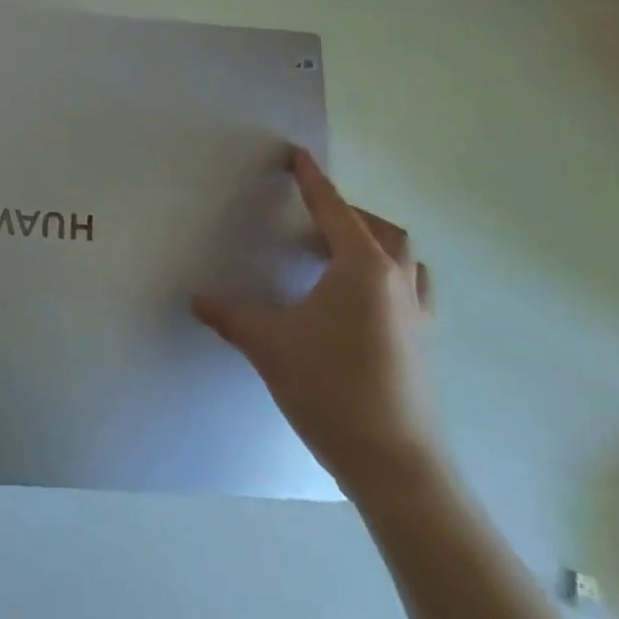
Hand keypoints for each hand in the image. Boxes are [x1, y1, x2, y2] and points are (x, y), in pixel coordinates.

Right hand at [193, 148, 440, 501]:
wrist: (395, 464)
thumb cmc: (329, 388)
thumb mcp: (267, 344)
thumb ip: (228, 315)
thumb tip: (194, 298)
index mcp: (360, 267)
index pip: (332, 209)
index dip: (311, 181)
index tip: (297, 155)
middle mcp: (396, 281)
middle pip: (379, 228)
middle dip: (346, 212)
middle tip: (312, 215)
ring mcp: (417, 313)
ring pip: (403, 258)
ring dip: (375, 243)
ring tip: (340, 253)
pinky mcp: (424, 342)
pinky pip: (411, 290)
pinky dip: (390, 278)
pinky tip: (364, 301)